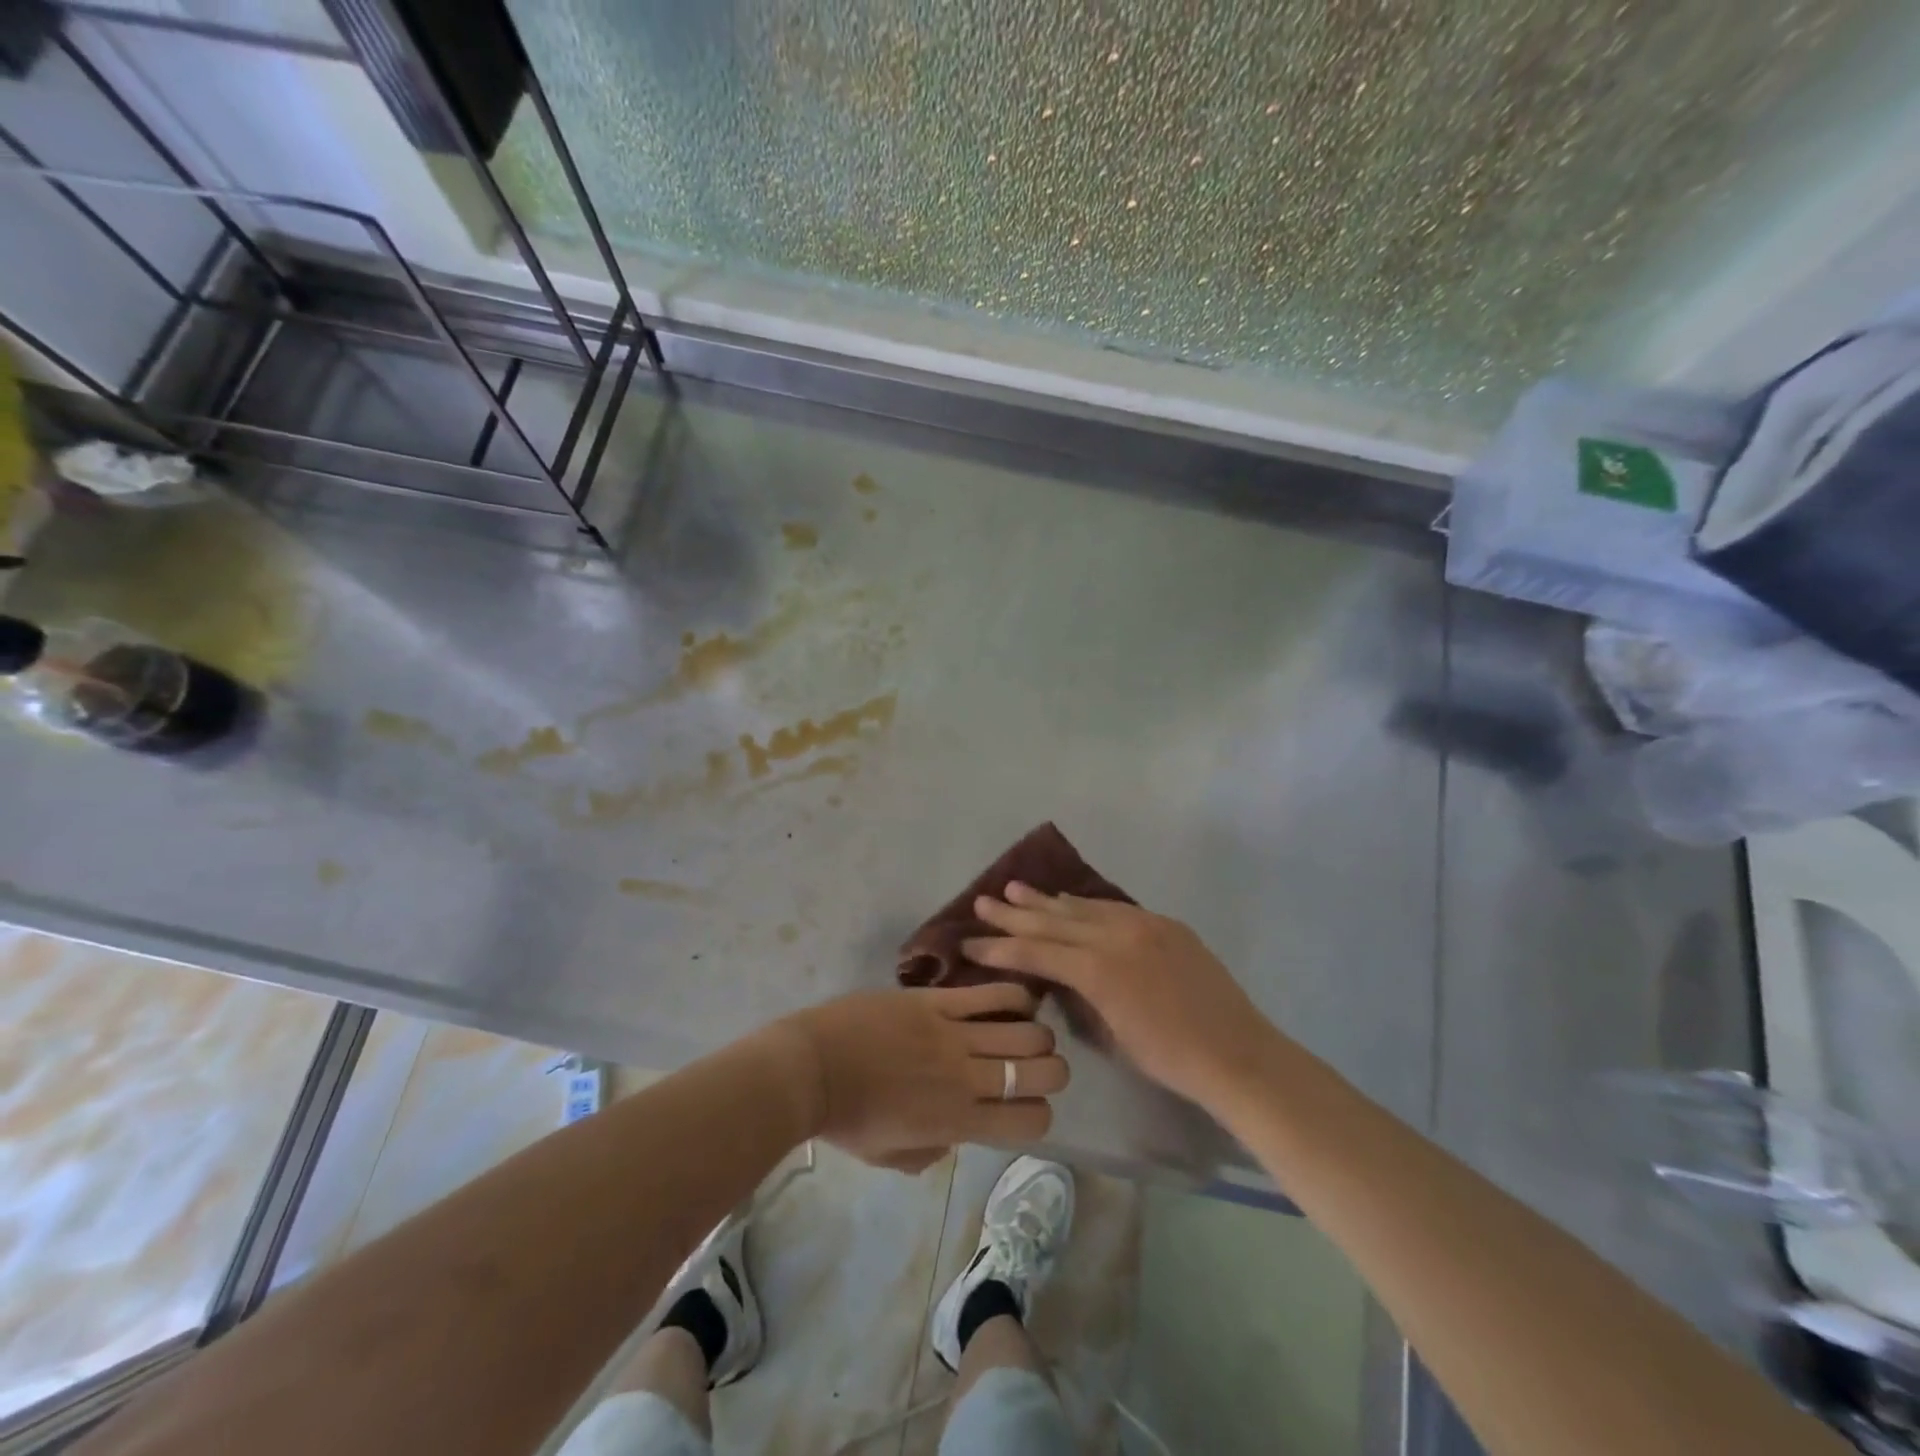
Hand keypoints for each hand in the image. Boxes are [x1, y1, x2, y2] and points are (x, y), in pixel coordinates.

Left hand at [779, 983, 1067, 1171]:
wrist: (810, 1068)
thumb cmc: (846, 1119)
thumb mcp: (893, 1156)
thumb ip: (935, 1149)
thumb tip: (958, 1131)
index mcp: (959, 1122)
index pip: (1032, 1120)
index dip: (1039, 1113)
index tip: (1025, 1105)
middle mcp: (968, 1079)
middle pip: (1043, 1070)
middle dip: (1051, 1069)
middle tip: (1035, 1064)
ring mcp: (954, 1035)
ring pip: (1027, 1029)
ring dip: (1037, 1033)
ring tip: (1025, 1030)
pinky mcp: (937, 1001)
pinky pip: (992, 994)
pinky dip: (1015, 996)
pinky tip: (1017, 1000)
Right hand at [964, 883, 1277, 1109]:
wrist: (1237, 1053)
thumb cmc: (1169, 1059)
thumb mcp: (1111, 1034)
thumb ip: (1080, 997)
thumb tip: (1060, 977)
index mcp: (1099, 970)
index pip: (1037, 952)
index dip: (1000, 947)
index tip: (970, 941)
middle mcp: (1117, 936)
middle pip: (1055, 920)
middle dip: (1015, 913)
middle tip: (983, 901)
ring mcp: (1144, 924)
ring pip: (1084, 907)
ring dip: (1048, 901)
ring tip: (1016, 889)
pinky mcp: (1165, 924)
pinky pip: (1114, 908)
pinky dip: (1086, 905)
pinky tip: (1070, 901)